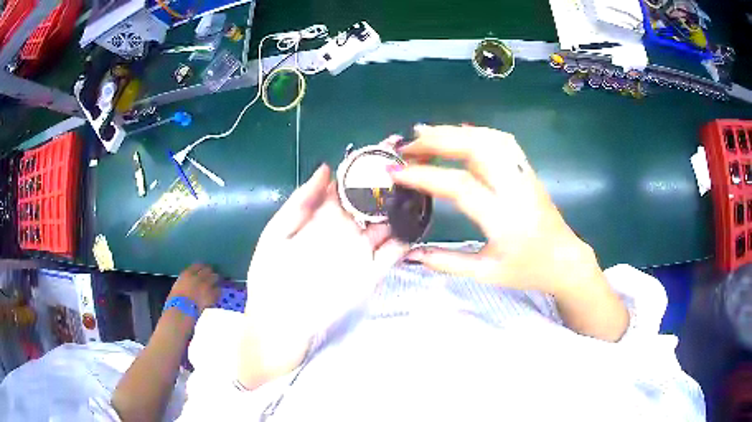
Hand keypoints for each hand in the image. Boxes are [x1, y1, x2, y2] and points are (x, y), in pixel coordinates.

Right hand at [169, 264, 219, 311]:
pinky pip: (219, 290)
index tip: (203, 269)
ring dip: (216, 280)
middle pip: (208, 269)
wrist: (183, 309)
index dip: (202, 267)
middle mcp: (198, 276)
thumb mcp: (178, 286)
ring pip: (215, 277)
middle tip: (211, 276)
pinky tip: (217, 294)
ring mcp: (206, 284)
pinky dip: (218, 291)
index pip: (198, 265)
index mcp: (187, 273)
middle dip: (210, 272)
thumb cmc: (175, 300)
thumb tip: (189, 283)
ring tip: (217, 283)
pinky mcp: (212, 294)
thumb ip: (185, 282)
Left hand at [245, 163, 407, 336]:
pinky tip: (417, 222)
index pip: (345, 186)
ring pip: (385, 224)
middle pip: (369, 202)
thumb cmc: (270, 278)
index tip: (383, 146)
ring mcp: (359, 252)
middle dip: (388, 182)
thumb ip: (300, 203)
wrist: (278, 324)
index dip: (362, 167)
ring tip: (421, 185)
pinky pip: (392, 253)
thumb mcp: (275, 236)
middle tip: (409, 161)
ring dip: (401, 207)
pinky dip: (405, 239)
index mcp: (319, 218)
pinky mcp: (370, 274)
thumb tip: (326, 167)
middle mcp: (343, 231)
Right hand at [391, 124, 602, 296]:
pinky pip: (501, 141)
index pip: (460, 186)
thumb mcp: (486, 274)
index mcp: (503, 219)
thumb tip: (410, 253)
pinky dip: (476, 132)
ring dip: (455, 131)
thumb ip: (447, 263)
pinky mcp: (527, 170)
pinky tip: (459, 134)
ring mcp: (524, 175)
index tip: (396, 172)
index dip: (425, 175)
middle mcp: (515, 189)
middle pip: (476, 148)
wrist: (564, 259)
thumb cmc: (527, 271)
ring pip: (489, 138)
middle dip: (437, 141)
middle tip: (407, 145)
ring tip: (426, 134)